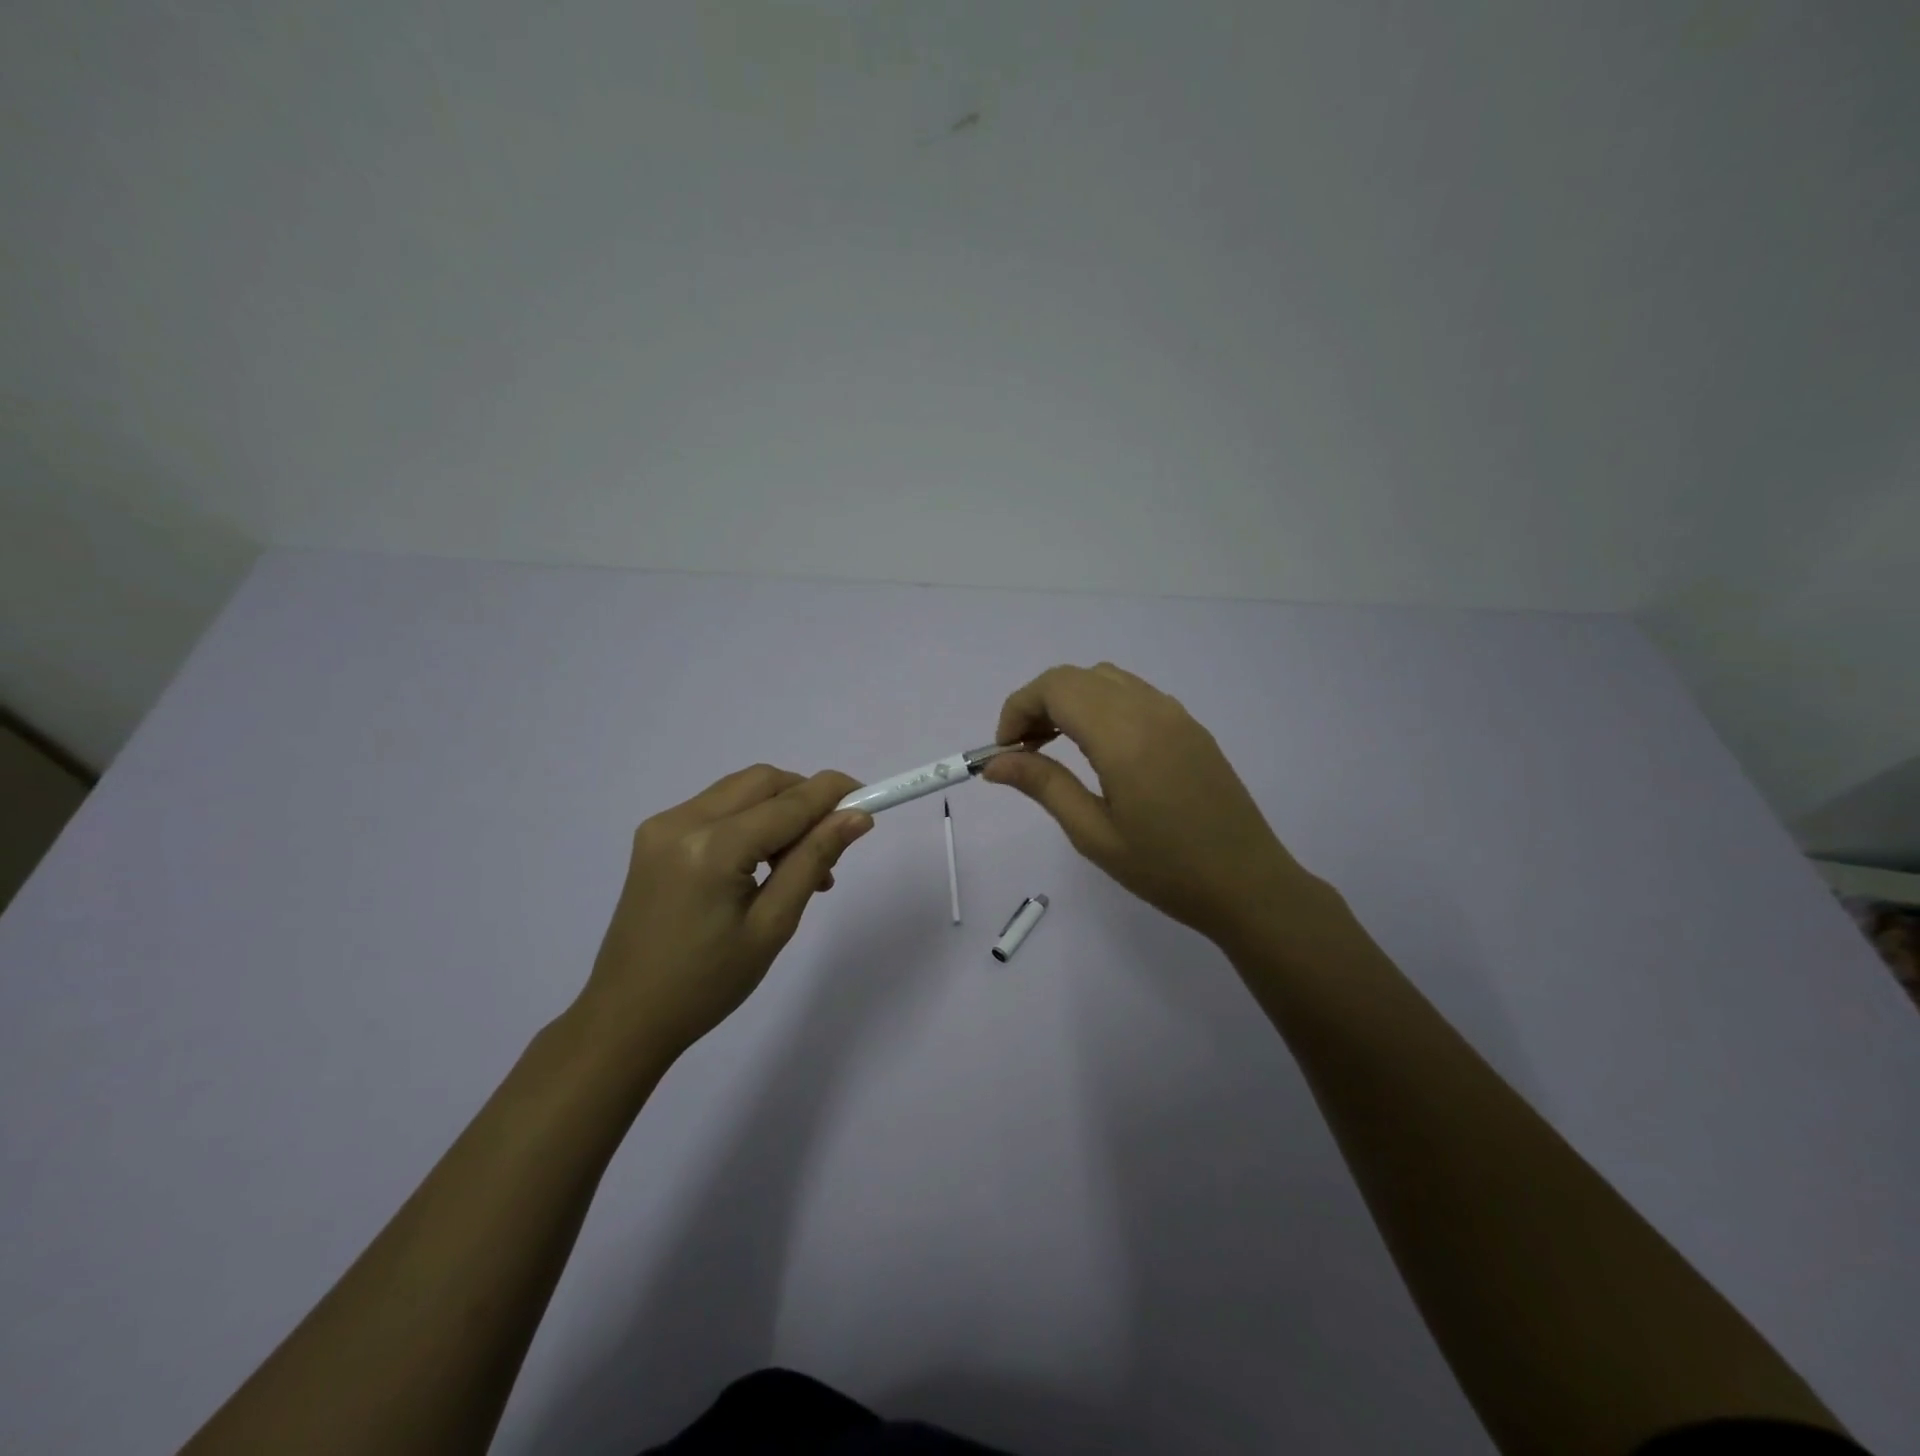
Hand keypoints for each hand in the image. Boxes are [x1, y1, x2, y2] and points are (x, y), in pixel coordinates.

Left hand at [578, 765, 871, 1066]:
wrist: (626, 1017)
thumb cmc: (707, 984)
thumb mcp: (773, 926)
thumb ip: (814, 861)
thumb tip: (857, 818)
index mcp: (712, 848)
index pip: (789, 802)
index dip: (835, 795)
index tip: (871, 801)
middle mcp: (682, 821)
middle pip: (763, 781)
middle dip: (806, 800)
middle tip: (830, 846)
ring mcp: (663, 825)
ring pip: (741, 790)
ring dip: (779, 811)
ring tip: (798, 866)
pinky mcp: (655, 836)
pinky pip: (717, 808)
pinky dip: (750, 821)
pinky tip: (761, 864)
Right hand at [981, 663, 1320, 948]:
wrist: (1249, 885)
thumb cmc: (1166, 869)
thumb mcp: (1093, 834)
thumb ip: (1043, 786)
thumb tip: (994, 763)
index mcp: (1123, 736)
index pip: (1055, 688)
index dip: (1018, 708)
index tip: (1004, 750)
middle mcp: (1150, 710)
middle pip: (1077, 677)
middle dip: (1038, 703)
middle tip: (1023, 751)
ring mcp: (1175, 714)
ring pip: (1106, 679)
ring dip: (1070, 700)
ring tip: (1055, 747)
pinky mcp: (1190, 726)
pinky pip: (1134, 693)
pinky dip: (1101, 705)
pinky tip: (1098, 748)